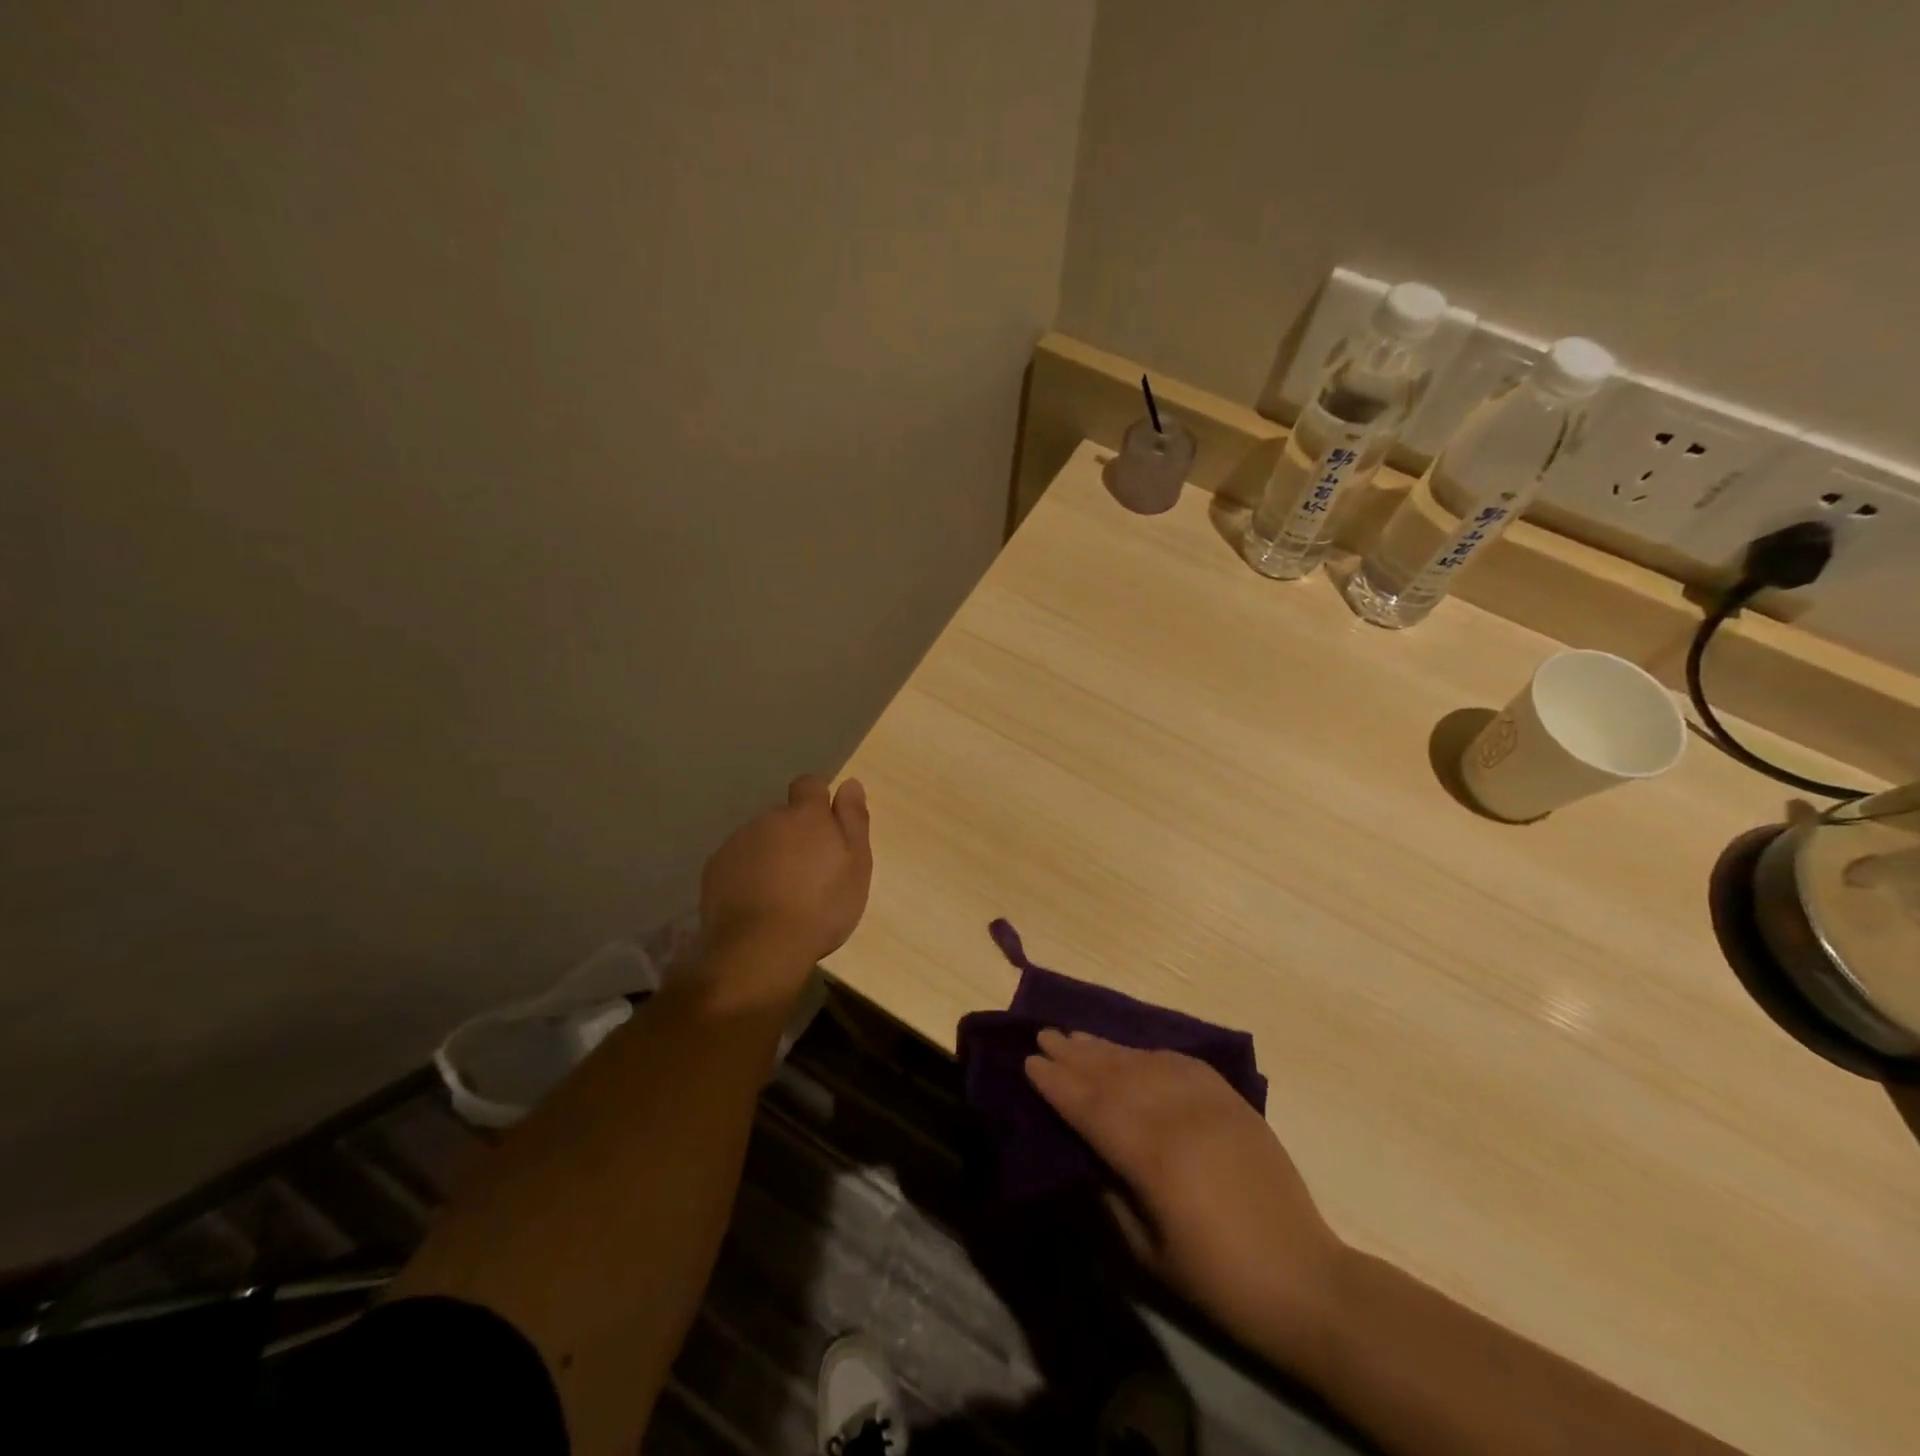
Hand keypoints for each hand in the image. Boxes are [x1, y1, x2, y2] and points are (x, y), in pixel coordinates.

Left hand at [700, 775, 871, 968]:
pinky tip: (757, 904)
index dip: (818, 800)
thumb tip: (850, 783)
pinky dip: (748, 875)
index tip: (827, 828)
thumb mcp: (856, 865)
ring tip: (783, 894)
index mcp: (805, 815)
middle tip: (810, 873)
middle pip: (784, 817)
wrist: (761, 948)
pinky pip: (737, 863)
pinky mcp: (714, 870)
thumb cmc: (822, 907)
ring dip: (771, 855)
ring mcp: (737, 843)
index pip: (809, 785)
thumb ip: (853, 820)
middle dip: (796, 836)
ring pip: (760, 840)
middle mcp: (768, 819)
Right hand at [1025, 1031, 1345, 1372]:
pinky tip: (1135, 1051)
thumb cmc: (1219, 1279)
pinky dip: (1152, 1053)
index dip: (1058, 1084)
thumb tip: (1087, 1157)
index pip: (1092, 1107)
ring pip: (1145, 1062)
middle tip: (1044, 1035)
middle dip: (1075, 1055)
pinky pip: (1183, 1063)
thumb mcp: (1149, 1252)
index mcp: (1153, 1156)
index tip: (1030, 1062)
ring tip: (1077, 1036)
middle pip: (1115, 1075)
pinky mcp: (1232, 1101)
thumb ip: (1113, 1196)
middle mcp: (1177, 1115)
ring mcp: (1209, 1102)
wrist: (1305, 1279)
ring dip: (1108, 1048)